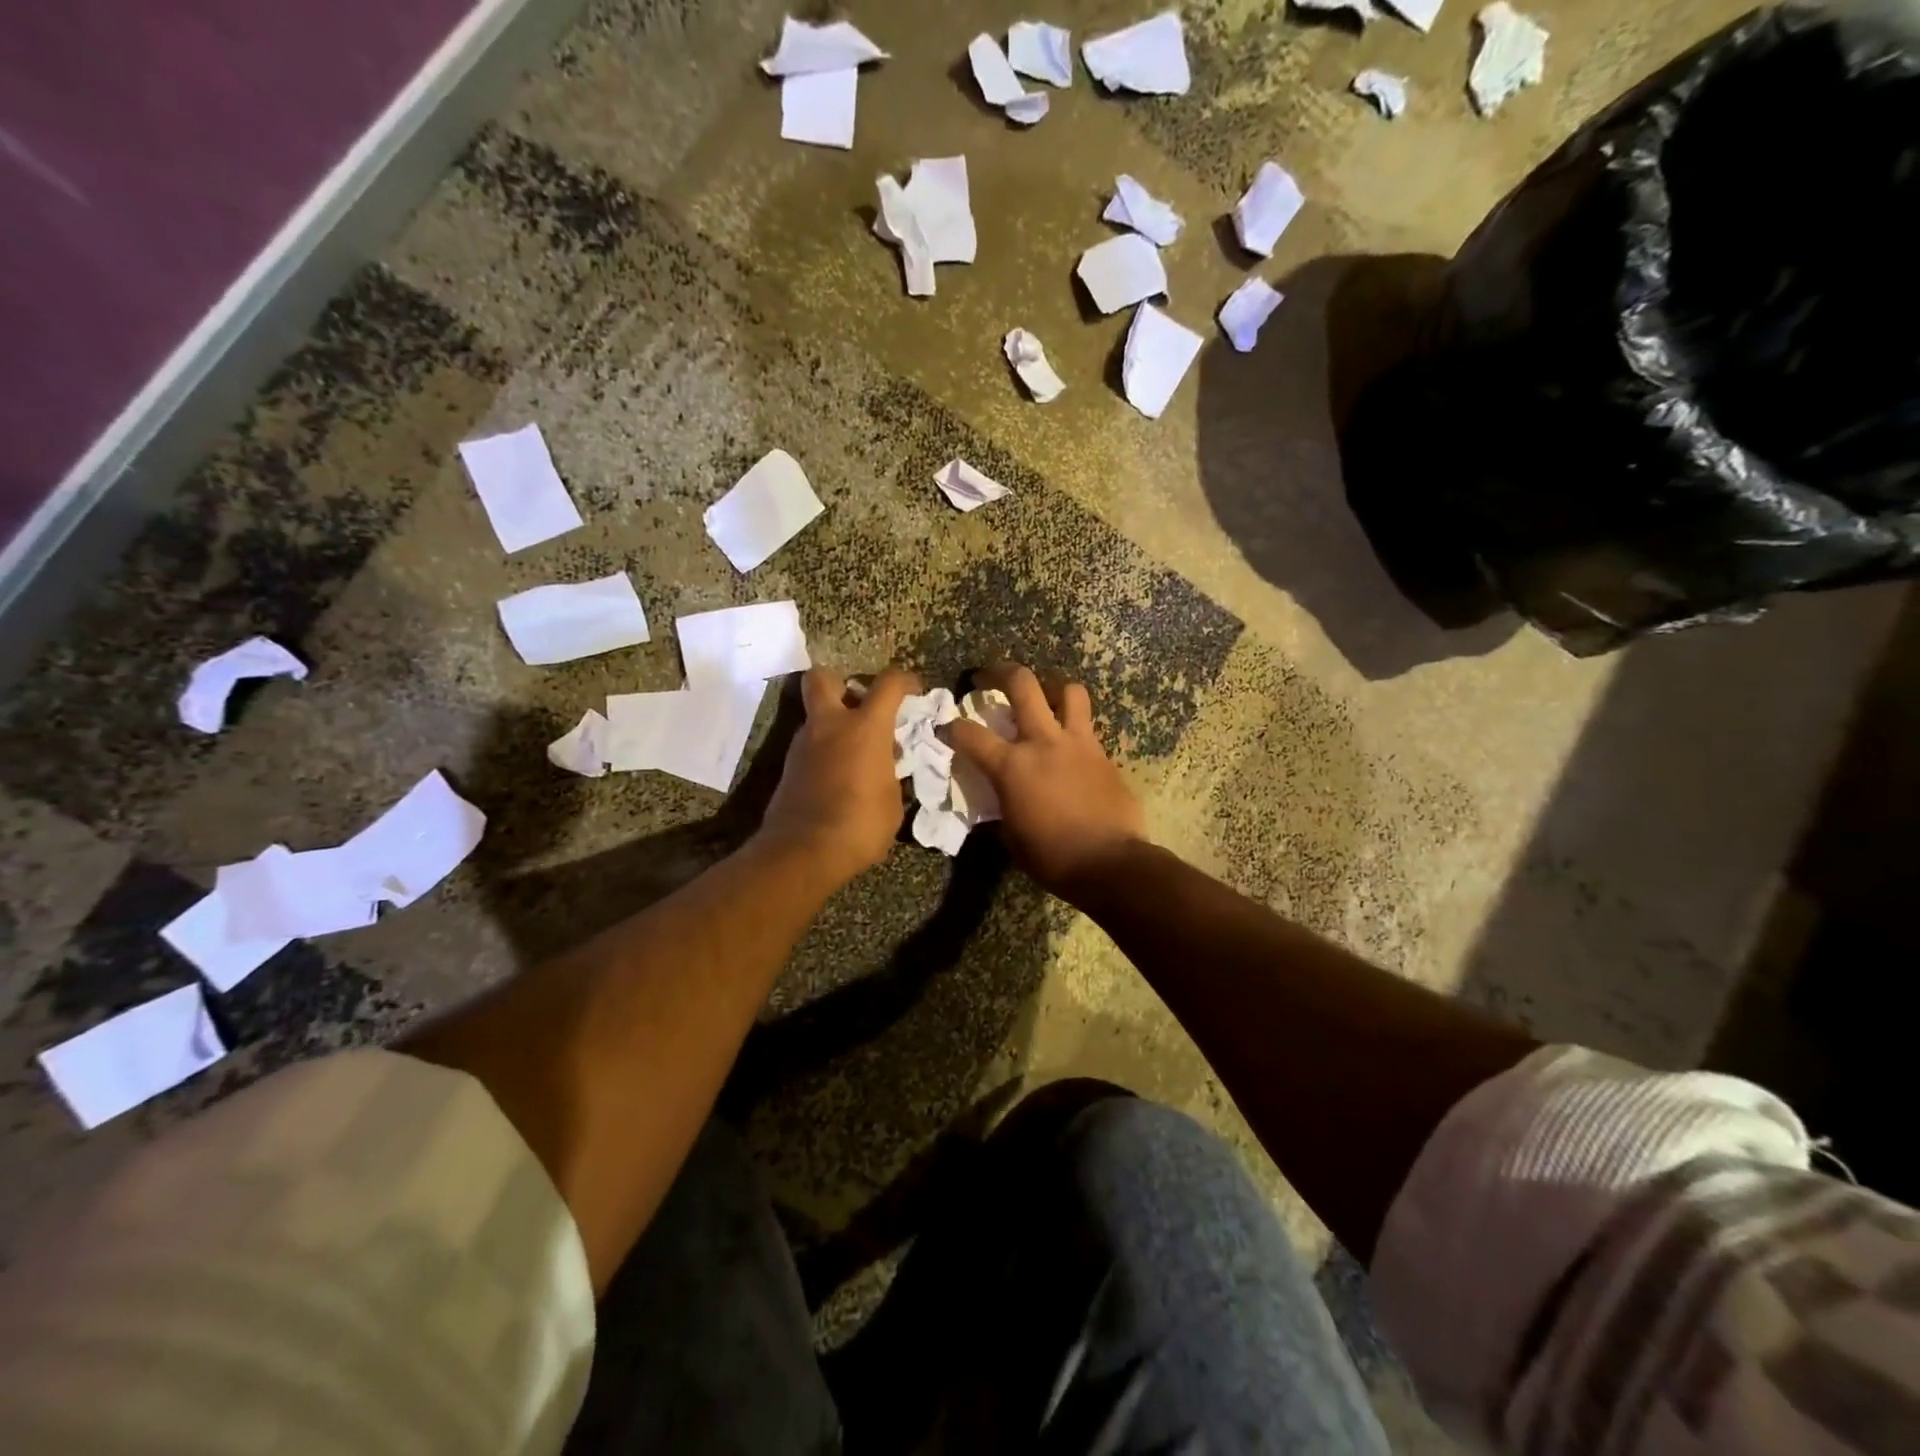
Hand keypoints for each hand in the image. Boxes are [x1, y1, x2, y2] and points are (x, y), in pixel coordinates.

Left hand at [759, 667, 916, 888]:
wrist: (802, 853)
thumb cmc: (859, 826)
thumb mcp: (892, 802)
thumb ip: (889, 774)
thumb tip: (884, 766)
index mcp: (864, 728)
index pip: (888, 684)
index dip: (905, 680)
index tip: (914, 690)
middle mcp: (829, 726)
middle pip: (823, 678)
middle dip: (841, 683)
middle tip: (859, 704)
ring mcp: (803, 745)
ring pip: (816, 716)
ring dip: (834, 725)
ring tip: (856, 754)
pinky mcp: (788, 768)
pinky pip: (810, 746)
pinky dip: (825, 752)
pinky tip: (840, 776)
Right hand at [948, 664, 1146, 901]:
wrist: (1110, 863)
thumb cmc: (1052, 857)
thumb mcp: (1012, 837)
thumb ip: (1002, 807)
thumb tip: (1000, 800)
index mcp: (1011, 766)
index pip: (970, 734)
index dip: (951, 727)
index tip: (946, 727)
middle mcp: (1043, 742)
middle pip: (1022, 684)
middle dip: (1000, 672)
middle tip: (989, 676)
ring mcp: (1078, 743)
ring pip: (1069, 691)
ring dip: (1052, 689)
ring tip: (1045, 698)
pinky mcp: (1103, 753)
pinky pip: (1088, 726)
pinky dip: (1074, 727)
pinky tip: (1069, 745)